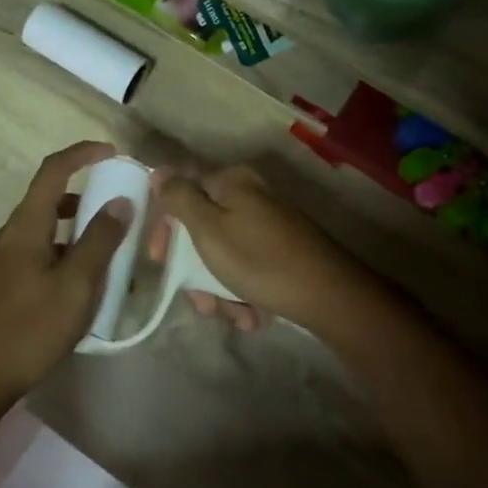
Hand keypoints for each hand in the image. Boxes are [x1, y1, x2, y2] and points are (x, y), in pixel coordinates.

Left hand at [0, 142, 131, 398]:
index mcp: (26, 225)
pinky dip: (66, 251)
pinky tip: (85, 281)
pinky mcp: (4, 282)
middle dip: (87, 193)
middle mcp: (11, 233)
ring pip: (46, 227)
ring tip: (111, 247)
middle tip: (120, 206)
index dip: (83, 153)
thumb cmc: (29, 328)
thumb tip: (120, 201)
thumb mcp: (75, 285)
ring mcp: (4, 259)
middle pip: (50, 197)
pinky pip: (40, 251)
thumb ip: (100, 241)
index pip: (53, 170)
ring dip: (78, 226)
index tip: (113, 153)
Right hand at [147, 165, 365, 332]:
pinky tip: (252, 316)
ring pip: (224, 255)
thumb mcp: (208, 229)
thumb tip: (159, 171)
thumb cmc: (258, 260)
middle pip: (203, 230)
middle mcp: (250, 196)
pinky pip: (248, 268)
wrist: (328, 295)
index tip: (159, 261)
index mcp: (231, 182)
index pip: (181, 195)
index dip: (164, 228)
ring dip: (219, 289)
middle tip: (202, 302)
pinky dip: (243, 292)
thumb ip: (180, 198)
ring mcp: (268, 224)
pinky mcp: (283, 250)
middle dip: (196, 271)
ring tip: (233, 315)